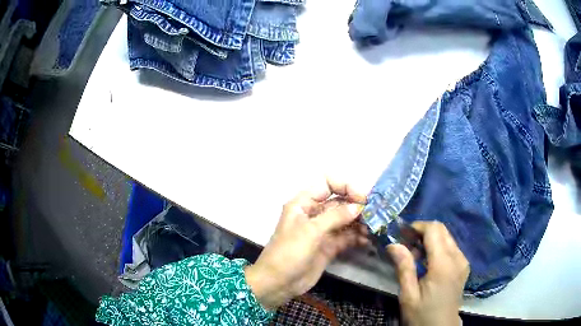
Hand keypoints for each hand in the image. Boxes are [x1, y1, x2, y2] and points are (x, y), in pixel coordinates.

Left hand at [245, 179, 369, 309]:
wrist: (279, 283)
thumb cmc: (289, 252)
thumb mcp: (311, 231)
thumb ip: (335, 216)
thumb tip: (358, 206)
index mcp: (304, 203)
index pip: (327, 184)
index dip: (345, 187)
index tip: (362, 198)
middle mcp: (314, 214)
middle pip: (340, 202)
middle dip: (357, 206)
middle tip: (376, 214)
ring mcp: (322, 231)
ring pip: (345, 220)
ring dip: (360, 223)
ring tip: (374, 229)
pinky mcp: (329, 247)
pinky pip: (346, 237)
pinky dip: (357, 237)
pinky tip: (367, 241)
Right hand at [387, 221, 468, 325]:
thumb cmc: (422, 314)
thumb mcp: (408, 295)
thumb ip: (404, 268)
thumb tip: (393, 244)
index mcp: (444, 264)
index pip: (434, 230)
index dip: (417, 227)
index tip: (402, 235)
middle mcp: (457, 257)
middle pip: (442, 230)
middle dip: (423, 232)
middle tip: (406, 246)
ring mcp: (463, 261)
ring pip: (447, 237)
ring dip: (430, 240)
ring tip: (415, 257)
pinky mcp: (463, 266)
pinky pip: (451, 247)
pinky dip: (438, 248)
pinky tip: (428, 263)